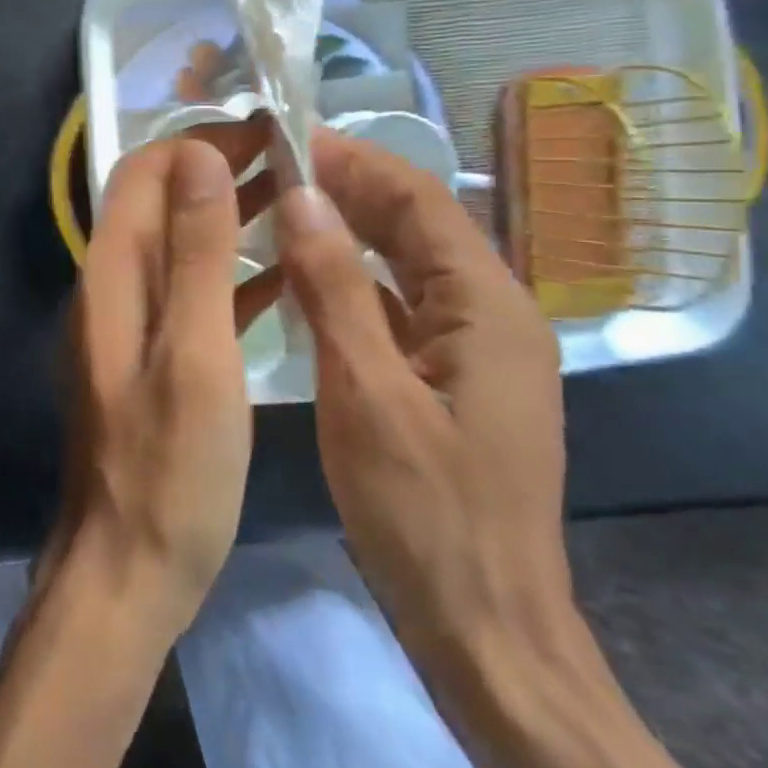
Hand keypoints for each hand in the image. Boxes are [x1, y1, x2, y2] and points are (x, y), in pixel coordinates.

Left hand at [50, 125, 275, 636]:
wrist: (126, 569)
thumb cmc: (169, 470)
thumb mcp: (195, 353)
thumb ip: (196, 253)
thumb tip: (198, 157)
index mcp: (113, 276)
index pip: (144, 173)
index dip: (200, 142)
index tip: (266, 130)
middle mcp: (110, 288)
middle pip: (159, 203)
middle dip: (218, 171)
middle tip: (292, 157)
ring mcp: (127, 325)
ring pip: (177, 246)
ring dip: (228, 218)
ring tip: (296, 202)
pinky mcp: (147, 359)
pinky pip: (188, 295)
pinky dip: (229, 274)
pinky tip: (280, 279)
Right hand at [273, 129, 575, 679]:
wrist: (485, 627)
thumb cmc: (425, 513)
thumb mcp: (367, 394)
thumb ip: (335, 290)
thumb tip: (303, 197)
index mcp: (489, 307)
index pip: (421, 202)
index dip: (356, 163)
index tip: (289, 139)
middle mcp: (493, 314)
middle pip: (418, 227)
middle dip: (350, 190)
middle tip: (273, 168)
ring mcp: (475, 350)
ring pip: (407, 267)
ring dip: (349, 233)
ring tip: (281, 209)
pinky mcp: (452, 380)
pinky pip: (402, 308)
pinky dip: (354, 283)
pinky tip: (306, 281)